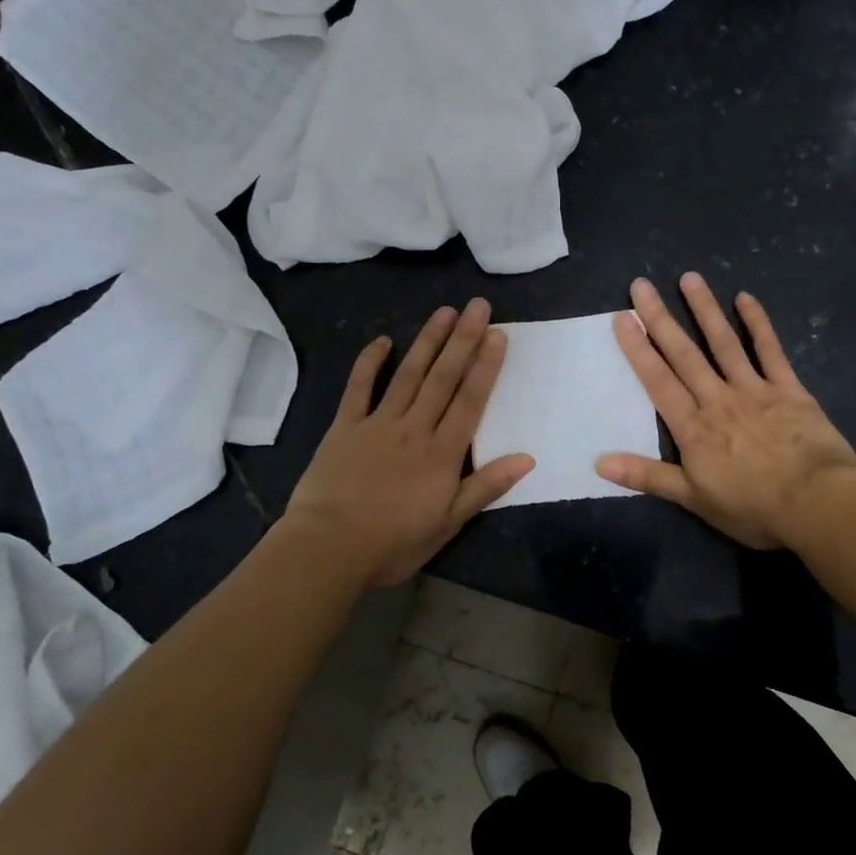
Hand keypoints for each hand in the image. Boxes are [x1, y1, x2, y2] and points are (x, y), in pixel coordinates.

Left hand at [285, 299, 533, 588]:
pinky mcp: (344, 427)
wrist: (329, 549)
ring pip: (408, 375)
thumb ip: (485, 487)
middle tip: (477, 306)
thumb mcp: (448, 523)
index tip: (498, 334)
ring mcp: (377, 423)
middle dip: (463, 340)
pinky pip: (359, 388)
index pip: (470, 400)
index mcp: (442, 453)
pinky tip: (383, 341)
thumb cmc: (393, 543)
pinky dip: (370, 363)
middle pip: (443, 378)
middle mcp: (414, 428)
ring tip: (444, 312)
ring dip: (427, 341)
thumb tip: (527, 458)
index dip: (485, 366)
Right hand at [595, 274, 855, 549]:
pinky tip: (746, 298)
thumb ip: (647, 476)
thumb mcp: (693, 499)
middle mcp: (718, 399)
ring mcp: (754, 390)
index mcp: (693, 427)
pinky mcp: (788, 389)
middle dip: (660, 319)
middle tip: (642, 285)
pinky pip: (770, 351)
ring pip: (723, 343)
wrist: (817, 503)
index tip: (623, 317)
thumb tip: (598, 462)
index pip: (658, 381)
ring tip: (689, 278)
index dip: (638, 349)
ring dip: (704, 310)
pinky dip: (758, 324)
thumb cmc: (753, 507)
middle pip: (684, 354)